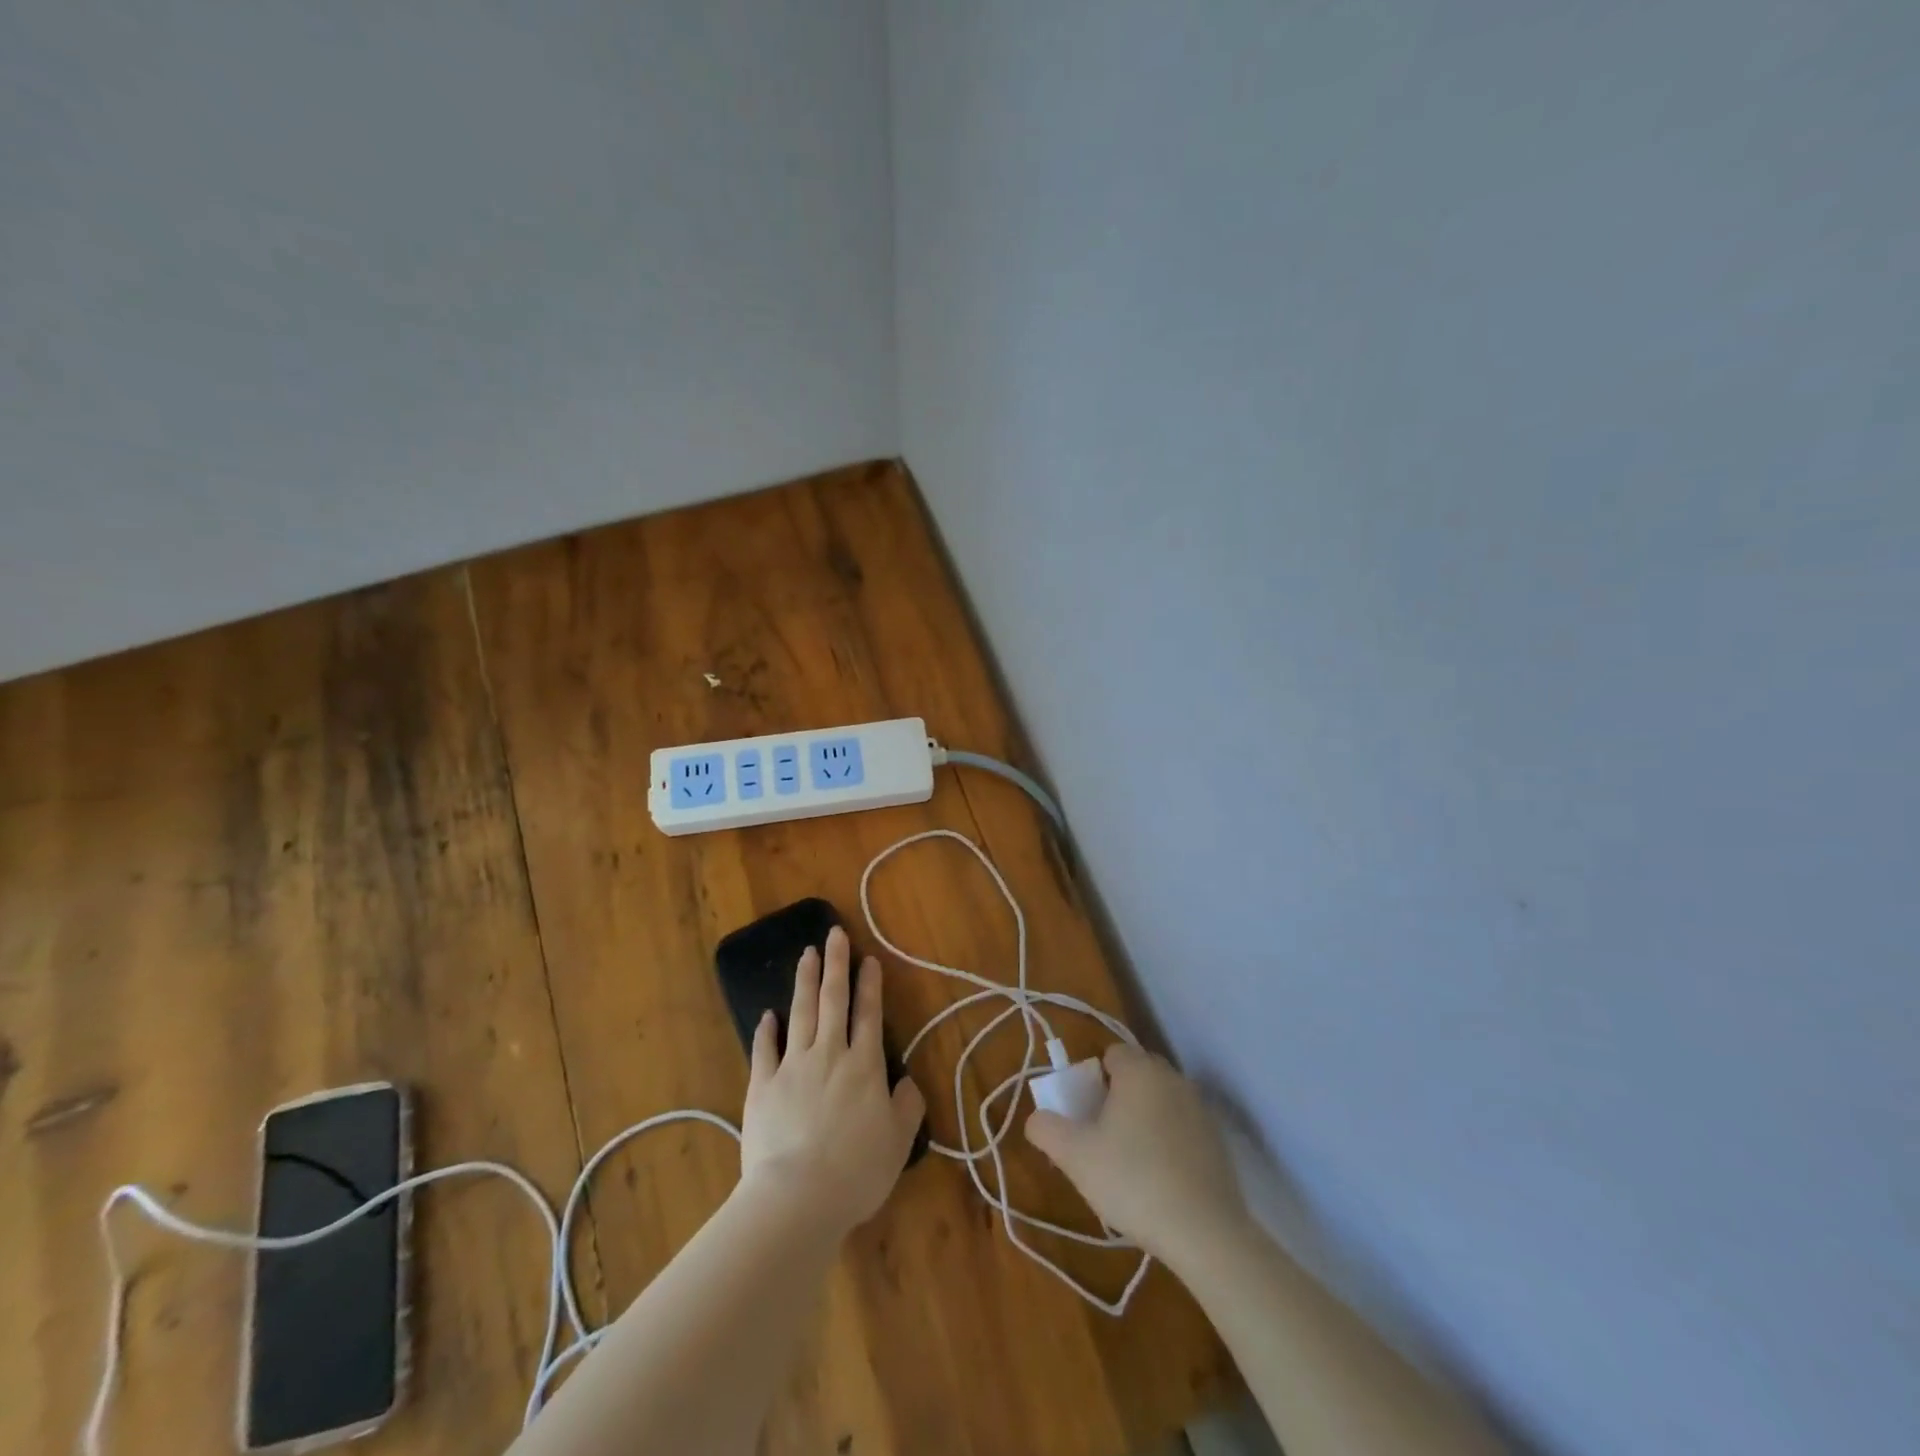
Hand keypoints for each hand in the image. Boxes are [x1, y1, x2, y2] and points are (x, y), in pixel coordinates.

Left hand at [739, 927, 925, 1235]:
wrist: (797, 1198)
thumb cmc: (855, 1172)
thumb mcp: (898, 1143)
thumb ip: (907, 1106)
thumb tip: (907, 1080)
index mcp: (864, 1066)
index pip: (869, 1014)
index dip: (870, 984)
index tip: (868, 958)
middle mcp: (829, 1055)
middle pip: (832, 1000)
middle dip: (835, 964)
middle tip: (834, 933)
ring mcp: (792, 1067)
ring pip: (800, 1013)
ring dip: (804, 981)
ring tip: (806, 954)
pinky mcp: (762, 1086)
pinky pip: (765, 1050)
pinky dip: (767, 1030)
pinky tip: (768, 1014)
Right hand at [1024, 1044, 1248, 1263]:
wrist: (1204, 1230)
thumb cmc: (1132, 1180)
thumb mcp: (1075, 1157)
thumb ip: (1047, 1129)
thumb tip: (1037, 1119)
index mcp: (1139, 1070)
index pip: (1111, 1054)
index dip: (1093, 1080)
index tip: (1087, 1114)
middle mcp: (1172, 1078)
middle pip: (1137, 1074)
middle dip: (1119, 1097)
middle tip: (1104, 1137)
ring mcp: (1200, 1108)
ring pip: (1161, 1100)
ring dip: (1145, 1118)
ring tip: (1132, 1163)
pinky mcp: (1218, 1140)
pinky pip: (1182, 1127)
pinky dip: (1170, 1141)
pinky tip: (1162, 1179)